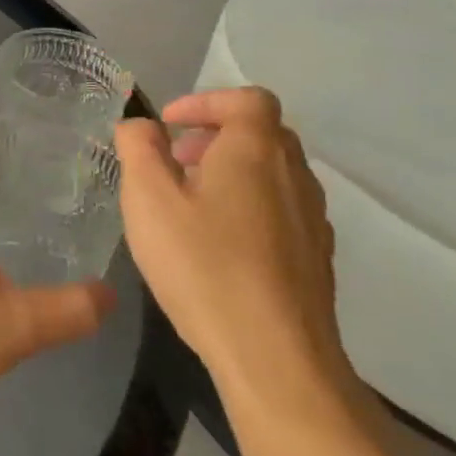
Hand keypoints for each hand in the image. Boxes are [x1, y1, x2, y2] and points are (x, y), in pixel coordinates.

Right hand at [113, 88, 354, 418]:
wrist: (274, 356)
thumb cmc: (202, 265)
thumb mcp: (148, 199)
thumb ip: (138, 149)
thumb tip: (141, 125)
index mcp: (256, 152)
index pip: (248, 99)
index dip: (206, 101)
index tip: (169, 125)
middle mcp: (294, 176)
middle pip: (263, 134)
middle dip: (215, 135)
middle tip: (175, 159)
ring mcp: (313, 220)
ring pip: (274, 173)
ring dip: (232, 171)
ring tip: (189, 202)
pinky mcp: (316, 258)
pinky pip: (281, 210)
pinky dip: (248, 205)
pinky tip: (218, 244)